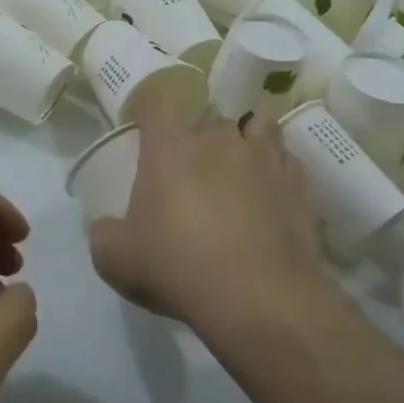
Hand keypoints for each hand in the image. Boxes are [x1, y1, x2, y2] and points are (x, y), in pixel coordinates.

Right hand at [88, 94, 330, 330]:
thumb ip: (104, 234)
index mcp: (169, 147)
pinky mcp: (299, 184)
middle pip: (209, 118)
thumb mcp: (115, 259)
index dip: (149, 110)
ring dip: (246, 142)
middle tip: (193, 169)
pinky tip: (271, 197)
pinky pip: (286, 163)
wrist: (259, 298)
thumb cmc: (176, 267)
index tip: (145, 126)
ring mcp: (264, 158)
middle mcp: (217, 140)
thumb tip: (107, 227)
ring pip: (258, 127)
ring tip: (240, 170)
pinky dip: (277, 172)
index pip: (156, 104)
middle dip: (201, 137)